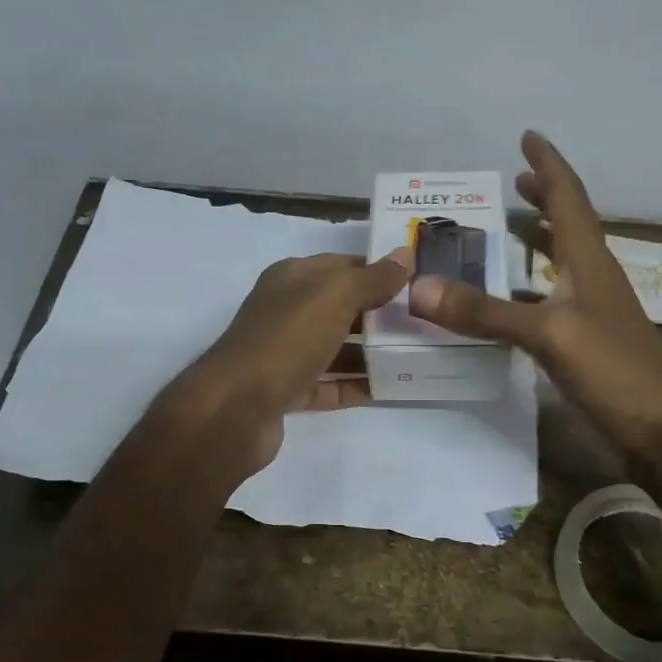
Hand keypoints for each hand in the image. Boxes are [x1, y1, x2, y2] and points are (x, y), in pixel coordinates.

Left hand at [167, 249, 413, 480]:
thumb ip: (373, 278)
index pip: (344, 265)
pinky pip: (329, 385)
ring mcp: (285, 353)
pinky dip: (356, 386)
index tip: (420, 281)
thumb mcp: (335, 297)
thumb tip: (406, 254)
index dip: (380, 270)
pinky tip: (390, 389)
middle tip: (426, 322)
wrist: (236, 408)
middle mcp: (287, 311)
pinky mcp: (287, 391)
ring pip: (337, 348)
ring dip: (372, 353)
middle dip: (382, 314)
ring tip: (416, 357)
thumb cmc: (287, 339)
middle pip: (342, 308)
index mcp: (293, 279)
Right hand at [407, 131, 661, 464]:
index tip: (528, 137)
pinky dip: (537, 283)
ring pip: (567, 260)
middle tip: (516, 181)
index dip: (549, 166)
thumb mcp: (548, 336)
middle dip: (545, 198)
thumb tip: (419, 287)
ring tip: (515, 226)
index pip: (568, 198)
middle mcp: (594, 278)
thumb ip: (485, 312)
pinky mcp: (591, 343)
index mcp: (589, 262)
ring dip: (543, 237)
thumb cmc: (616, 372)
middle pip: (571, 224)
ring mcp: (596, 312)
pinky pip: (558, 296)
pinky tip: (521, 297)